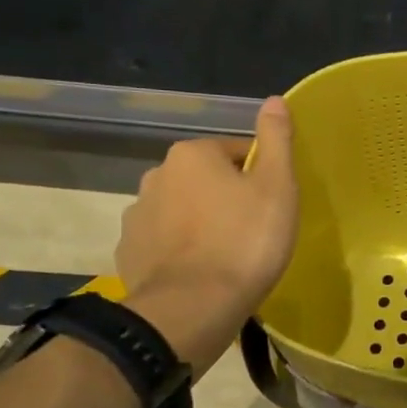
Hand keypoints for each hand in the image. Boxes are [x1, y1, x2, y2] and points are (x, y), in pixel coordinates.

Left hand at [115, 97, 298, 369]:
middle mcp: (156, 175)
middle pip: (207, 180)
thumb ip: (276, 140)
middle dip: (228, 199)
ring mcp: (137, 216)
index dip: (261, 177)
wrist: (193, 308)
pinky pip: (165, 243)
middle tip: (255, 231)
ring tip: (228, 257)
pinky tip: (202, 274)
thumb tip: (274, 99)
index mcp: (192, 154)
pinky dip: (182, 251)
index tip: (274, 206)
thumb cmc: (245, 241)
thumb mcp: (277, 186)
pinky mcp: (129, 253)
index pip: (237, 152)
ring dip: (203, 224)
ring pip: (183, 211)